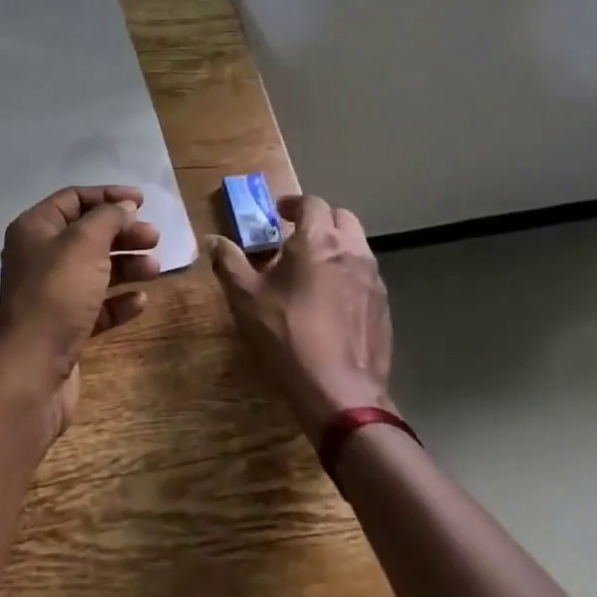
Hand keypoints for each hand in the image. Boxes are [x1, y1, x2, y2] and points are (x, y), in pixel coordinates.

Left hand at [0, 185, 160, 439]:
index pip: (74, 198)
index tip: (142, 201)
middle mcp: (39, 256)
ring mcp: (51, 293)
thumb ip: (108, 218)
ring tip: (155, 269)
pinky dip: (118, 300)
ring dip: (126, 265)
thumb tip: (124, 206)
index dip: (108, 196)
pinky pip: (96, 305)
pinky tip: (141, 302)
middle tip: (154, 237)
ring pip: (95, 270)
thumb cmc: (57, 294)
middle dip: (122, 233)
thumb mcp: (85, 243)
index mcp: (35, 229)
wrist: (33, 370)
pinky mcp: (64, 327)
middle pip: (88, 234)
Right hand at [209, 194, 395, 442]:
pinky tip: (331, 301)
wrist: (341, 394)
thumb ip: (229, 262)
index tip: (278, 213)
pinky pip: (366, 277)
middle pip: (342, 218)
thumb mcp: (246, 298)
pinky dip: (349, 274)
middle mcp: (351, 252)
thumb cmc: (287, 336)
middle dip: (320, 220)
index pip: (311, 203)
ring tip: (313, 268)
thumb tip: (212, 240)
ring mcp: (373, 281)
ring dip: (336, 246)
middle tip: (296, 236)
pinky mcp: (384, 309)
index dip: (293, 203)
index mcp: (318, 241)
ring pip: (357, 247)